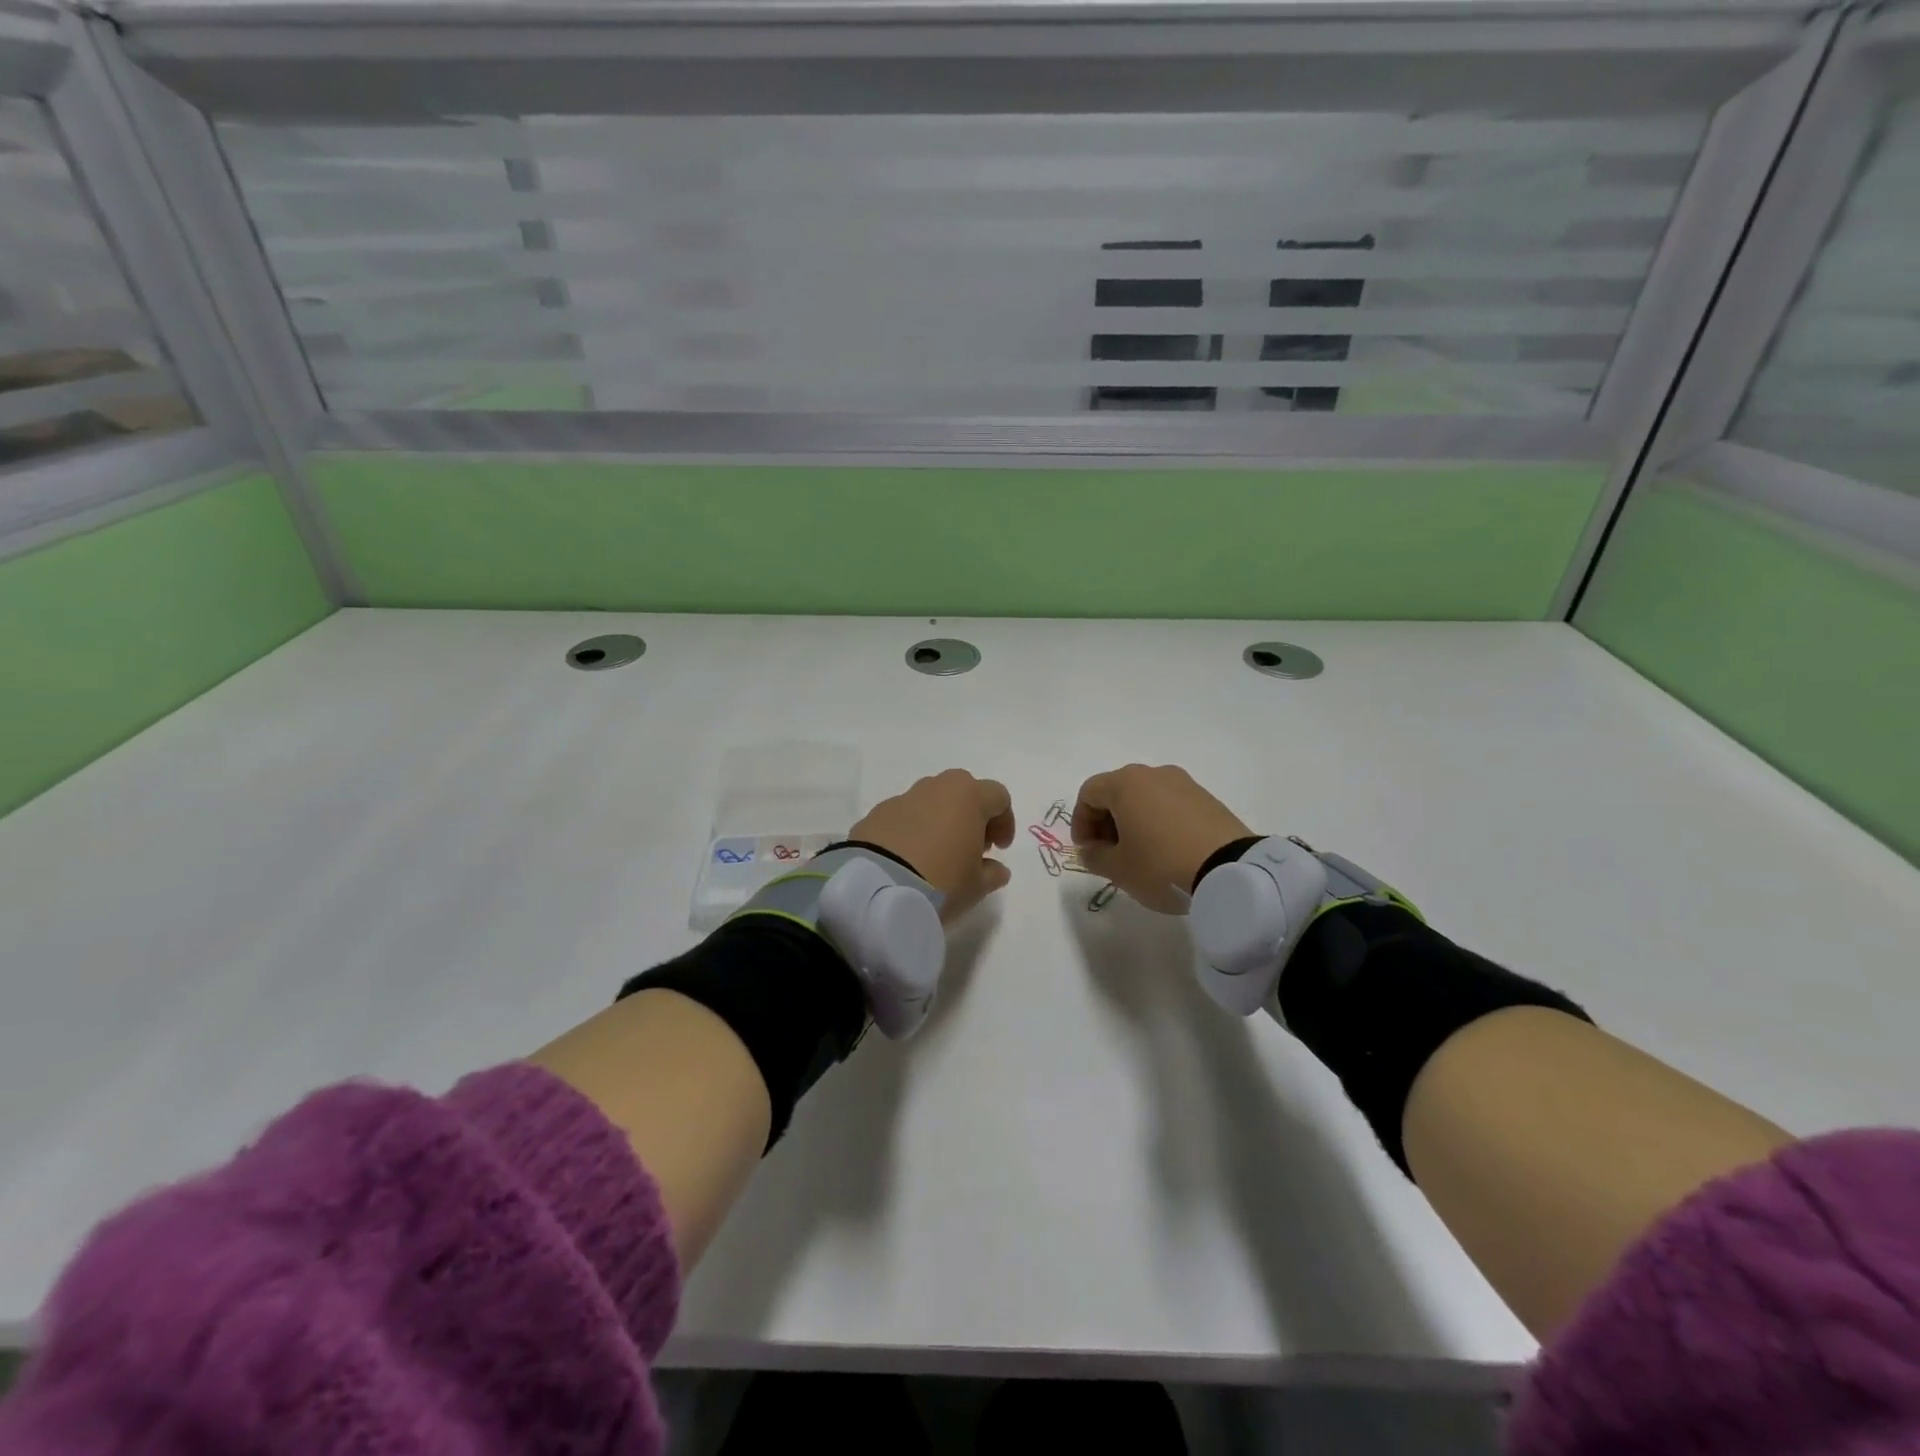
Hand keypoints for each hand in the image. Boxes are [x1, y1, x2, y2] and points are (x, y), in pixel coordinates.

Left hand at [849, 769, 1015, 923]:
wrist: (877, 888)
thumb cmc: (941, 881)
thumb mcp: (976, 886)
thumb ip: (992, 874)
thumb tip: (996, 869)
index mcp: (968, 796)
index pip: (998, 796)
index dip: (1004, 821)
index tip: (999, 849)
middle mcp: (936, 788)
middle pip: (963, 790)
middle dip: (971, 814)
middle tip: (970, 845)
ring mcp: (903, 798)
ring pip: (931, 800)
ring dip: (940, 820)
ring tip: (937, 854)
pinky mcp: (876, 814)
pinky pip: (904, 816)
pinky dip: (912, 830)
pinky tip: (909, 858)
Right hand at [1071, 765, 1252, 913]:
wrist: (1231, 872)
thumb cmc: (1161, 865)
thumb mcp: (1118, 869)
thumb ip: (1094, 857)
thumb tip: (1090, 849)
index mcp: (1126, 784)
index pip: (1089, 793)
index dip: (1081, 821)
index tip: (1087, 850)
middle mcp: (1153, 774)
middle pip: (1117, 791)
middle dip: (1106, 820)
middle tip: (1109, 852)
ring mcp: (1184, 783)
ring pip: (1145, 796)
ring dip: (1133, 820)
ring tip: (1140, 853)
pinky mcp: (1207, 798)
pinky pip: (1170, 804)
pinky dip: (1159, 821)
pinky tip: (1166, 850)